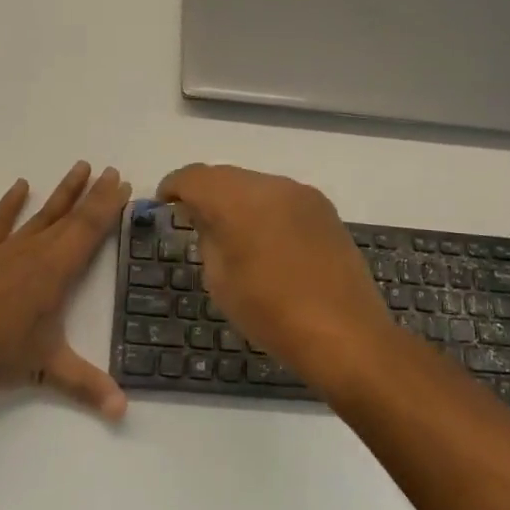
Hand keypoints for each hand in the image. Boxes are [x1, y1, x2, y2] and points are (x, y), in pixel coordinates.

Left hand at [0, 163, 130, 419]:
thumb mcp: (47, 368)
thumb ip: (87, 385)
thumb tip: (123, 411)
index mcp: (55, 272)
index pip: (89, 231)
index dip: (108, 207)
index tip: (123, 183)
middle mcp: (34, 252)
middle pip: (71, 216)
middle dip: (94, 194)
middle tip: (111, 170)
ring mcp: (5, 250)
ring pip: (41, 214)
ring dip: (62, 191)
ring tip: (79, 166)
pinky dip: (10, 203)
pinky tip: (20, 185)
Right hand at [156, 164, 391, 375]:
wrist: (344, 333)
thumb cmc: (271, 313)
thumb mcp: (221, 280)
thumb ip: (208, 238)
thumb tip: (207, 218)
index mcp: (238, 200)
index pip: (195, 177)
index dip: (174, 185)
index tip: (164, 201)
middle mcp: (271, 185)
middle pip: (227, 176)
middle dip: (206, 192)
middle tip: (193, 218)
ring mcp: (303, 195)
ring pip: (256, 185)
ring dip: (237, 200)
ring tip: (231, 231)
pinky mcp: (325, 210)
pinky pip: (282, 198)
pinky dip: (265, 209)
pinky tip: (265, 238)